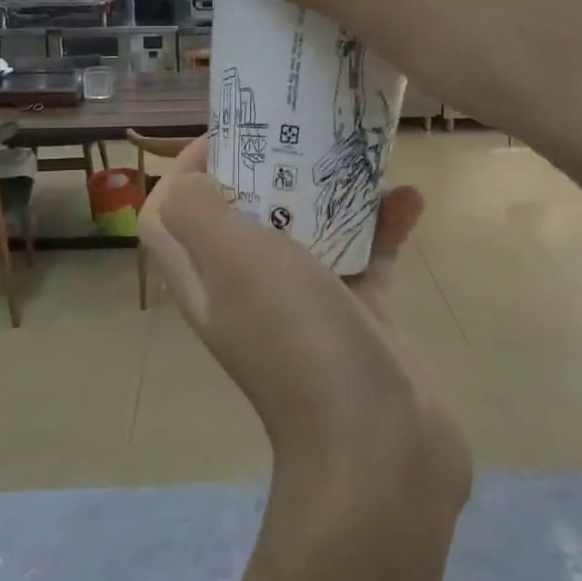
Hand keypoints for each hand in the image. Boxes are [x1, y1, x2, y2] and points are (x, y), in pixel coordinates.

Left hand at [140, 138, 470, 508]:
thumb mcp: (232, 261)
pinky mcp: (360, 315)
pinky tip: (411, 202)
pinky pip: (368, 257)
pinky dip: (384, 227)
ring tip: (360, 157)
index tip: (229, 135)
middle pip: (242, 214)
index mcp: (207, 277)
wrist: (379, 447)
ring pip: (309, 231)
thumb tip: (184, 179)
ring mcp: (306, 304)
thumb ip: (196, 212)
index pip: (169, 216)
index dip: (183, 170)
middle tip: (302, 133)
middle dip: (268, 169)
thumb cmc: (297, 338)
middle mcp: (248, 289)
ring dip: (332, 193)